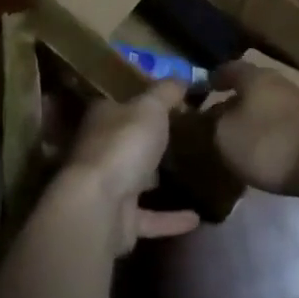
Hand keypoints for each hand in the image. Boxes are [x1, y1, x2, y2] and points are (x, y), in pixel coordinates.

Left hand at [65, 81, 201, 252]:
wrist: (100, 206)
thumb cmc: (123, 144)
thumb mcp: (150, 107)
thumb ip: (166, 92)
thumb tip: (182, 76)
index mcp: (102, 117)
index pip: (122, 102)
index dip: (144, 99)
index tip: (173, 100)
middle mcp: (101, 149)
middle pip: (128, 140)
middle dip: (149, 140)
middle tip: (186, 135)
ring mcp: (108, 187)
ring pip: (136, 180)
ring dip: (157, 179)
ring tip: (191, 173)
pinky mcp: (120, 221)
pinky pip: (150, 217)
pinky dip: (171, 218)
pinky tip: (197, 218)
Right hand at [210, 61, 298, 194]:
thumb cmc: (268, 143)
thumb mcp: (226, 136)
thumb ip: (215, 122)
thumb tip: (215, 115)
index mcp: (255, 77)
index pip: (230, 68)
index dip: (216, 77)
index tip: (205, 86)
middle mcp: (280, 82)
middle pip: (254, 85)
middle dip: (239, 97)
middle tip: (223, 113)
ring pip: (272, 103)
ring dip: (258, 115)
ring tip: (245, 133)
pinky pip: (288, 122)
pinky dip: (276, 130)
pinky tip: (270, 147)